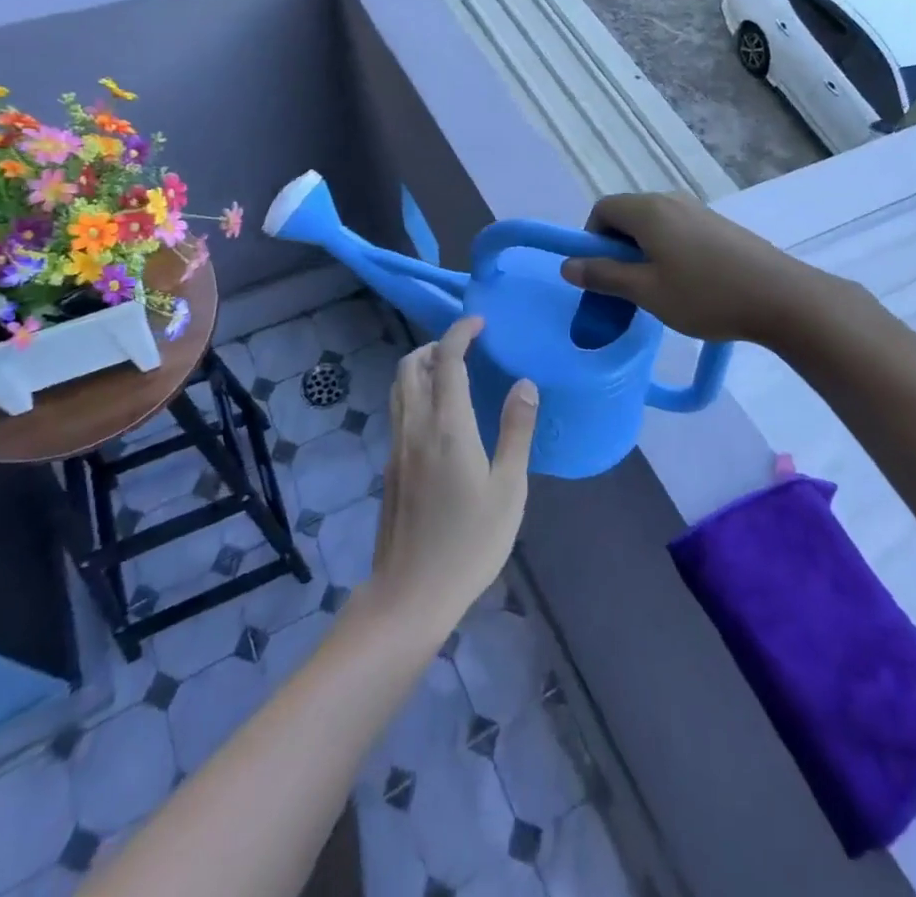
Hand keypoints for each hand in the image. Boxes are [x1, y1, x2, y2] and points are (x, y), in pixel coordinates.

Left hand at [365, 316, 537, 641]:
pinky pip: (398, 409)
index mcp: (447, 426)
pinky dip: (415, 391)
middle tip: (466, 347)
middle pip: (411, 365)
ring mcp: (397, 445)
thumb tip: (525, 384)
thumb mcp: (509, 489)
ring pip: (399, 386)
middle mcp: (415, 426)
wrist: (411, 592)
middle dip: (435, 345)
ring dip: (421, 366)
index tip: (479, 322)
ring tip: (451, 372)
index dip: (460, 332)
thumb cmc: (470, 542)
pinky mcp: (390, 464)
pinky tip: (439, 413)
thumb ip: (516, 431)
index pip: (446, 360)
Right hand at [559, 192, 820, 345]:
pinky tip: (685, 286)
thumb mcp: (646, 291)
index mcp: (648, 210)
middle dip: (615, 250)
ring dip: (641, 254)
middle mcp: (671, 200)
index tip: (599, 275)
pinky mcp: (718, 227)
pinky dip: (666, 253)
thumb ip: (604, 276)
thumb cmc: (705, 295)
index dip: (590, 239)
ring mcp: (698, 211)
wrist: (782, 297)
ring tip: (655, 292)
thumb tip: (567, 265)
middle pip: (627, 216)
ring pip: (653, 227)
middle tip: (623, 289)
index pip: (602, 209)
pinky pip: (677, 232)